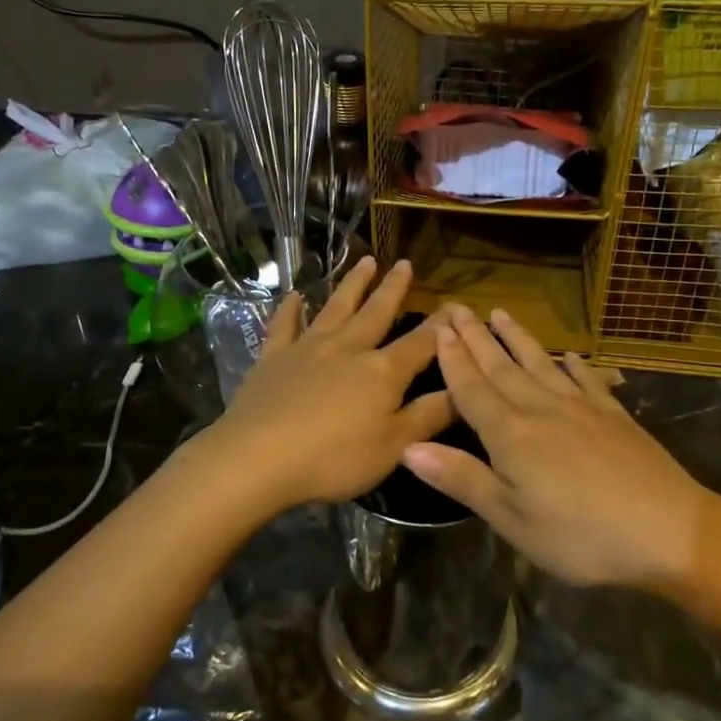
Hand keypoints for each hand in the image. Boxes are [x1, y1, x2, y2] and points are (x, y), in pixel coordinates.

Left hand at [199, 258, 452, 512]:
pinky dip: (290, 309)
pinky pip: (284, 326)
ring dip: (352, 285)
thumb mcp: (394, 446)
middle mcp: (348, 349)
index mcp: (382, 372)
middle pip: (376, 313)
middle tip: (404, 263)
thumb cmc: (334, 459)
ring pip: (335, 308)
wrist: (258, 458)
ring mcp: (307, 349)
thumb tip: (463, 389)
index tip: (454, 306)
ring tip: (365, 261)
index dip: (440, 327)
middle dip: (393, 289)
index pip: (420, 344)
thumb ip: (429, 416)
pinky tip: (295, 296)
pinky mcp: (272, 359)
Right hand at [401, 305, 716, 589]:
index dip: (453, 359)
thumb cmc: (580, 535)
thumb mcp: (511, 518)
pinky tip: (567, 354)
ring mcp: (581, 407)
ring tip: (500, 313)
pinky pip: (585, 378)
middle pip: (501, 368)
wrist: (668, 530)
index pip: (472, 389)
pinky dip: (572, 363)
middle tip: (457, 307)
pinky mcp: (614, 415)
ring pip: (540, 364)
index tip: (438, 328)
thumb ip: (461, 478)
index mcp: (510, 434)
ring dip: (517, 338)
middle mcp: (541, 409)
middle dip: (476, 337)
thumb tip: (408, 445)